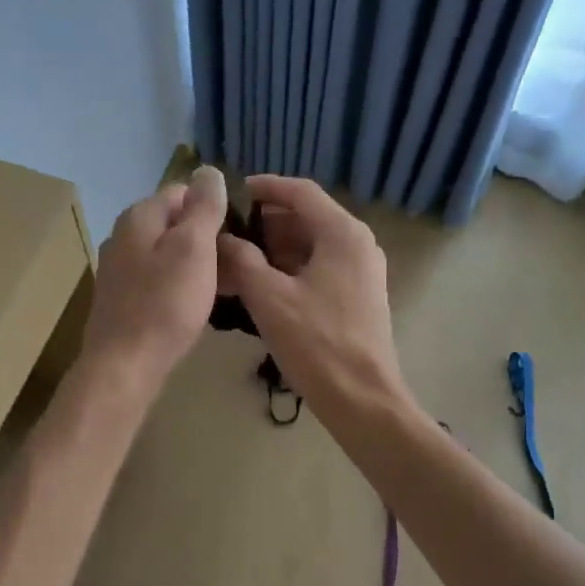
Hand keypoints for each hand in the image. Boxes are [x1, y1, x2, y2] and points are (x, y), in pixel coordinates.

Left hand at [81, 166, 228, 392]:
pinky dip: (179, 285)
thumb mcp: (193, 248)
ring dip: (196, 264)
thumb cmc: (165, 304)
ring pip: (167, 254)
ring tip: (225, 285)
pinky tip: (196, 305)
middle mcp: (123, 236)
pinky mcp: (122, 299)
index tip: (241, 231)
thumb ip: (203, 207)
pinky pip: (158, 280)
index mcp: (139, 216)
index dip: (214, 206)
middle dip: (206, 237)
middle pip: (174, 224)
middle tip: (238, 262)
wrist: (125, 365)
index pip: (182, 191)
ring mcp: (119, 269)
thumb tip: (207, 170)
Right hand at [215, 174, 407, 418]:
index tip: (234, 192)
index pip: (300, 192)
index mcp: (342, 234)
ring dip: (273, 250)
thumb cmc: (316, 342)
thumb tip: (223, 239)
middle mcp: (357, 244)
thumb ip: (241, 260)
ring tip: (235, 263)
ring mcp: (360, 272)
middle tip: (227, 235)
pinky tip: (259, 287)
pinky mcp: (357, 296)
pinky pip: (318, 268)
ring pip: (310, 246)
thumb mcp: (268, 297)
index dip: (265, 187)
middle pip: (306, 218)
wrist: (361, 397)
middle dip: (264, 225)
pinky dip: (288, 270)